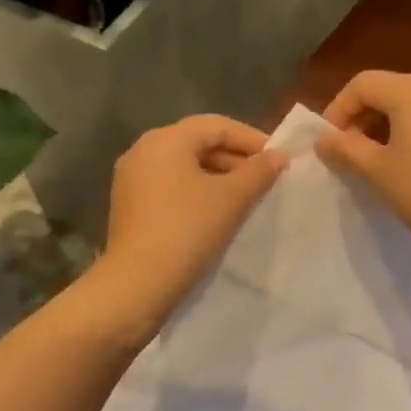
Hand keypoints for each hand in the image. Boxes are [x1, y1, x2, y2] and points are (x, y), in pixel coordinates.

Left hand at [94, 114, 287, 328]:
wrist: (137, 285)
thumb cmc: (187, 231)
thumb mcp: (231, 199)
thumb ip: (258, 172)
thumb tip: (280, 155)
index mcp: (165, 139)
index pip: (217, 126)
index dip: (252, 139)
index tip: (279, 160)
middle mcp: (143, 150)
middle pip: (199, 143)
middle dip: (236, 159)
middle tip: (266, 180)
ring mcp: (132, 178)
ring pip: (185, 166)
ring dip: (218, 177)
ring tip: (247, 198)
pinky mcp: (130, 204)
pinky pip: (171, 186)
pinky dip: (197, 191)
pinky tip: (218, 212)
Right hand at [316, 71, 410, 265]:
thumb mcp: (377, 171)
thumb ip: (345, 148)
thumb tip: (323, 139)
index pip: (363, 84)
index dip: (338, 109)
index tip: (329, 142)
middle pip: (388, 89)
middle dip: (361, 116)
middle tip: (347, 151)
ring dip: (385, 124)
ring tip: (374, 159)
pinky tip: (408, 162)